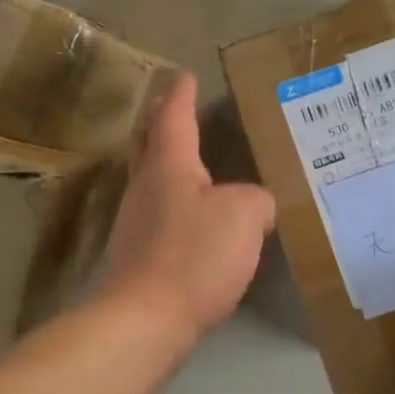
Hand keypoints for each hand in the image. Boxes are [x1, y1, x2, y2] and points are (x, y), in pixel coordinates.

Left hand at [102, 74, 276, 340]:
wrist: (148, 318)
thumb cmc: (195, 253)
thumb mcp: (245, 215)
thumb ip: (257, 200)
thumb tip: (256, 205)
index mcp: (170, 166)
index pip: (174, 118)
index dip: (181, 96)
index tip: (184, 75)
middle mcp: (146, 187)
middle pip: (147, 142)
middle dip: (157, 119)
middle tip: (168, 104)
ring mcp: (136, 222)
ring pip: (149, 177)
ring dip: (162, 159)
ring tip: (185, 156)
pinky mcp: (139, 256)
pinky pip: (157, 212)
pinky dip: (172, 199)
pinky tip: (191, 214)